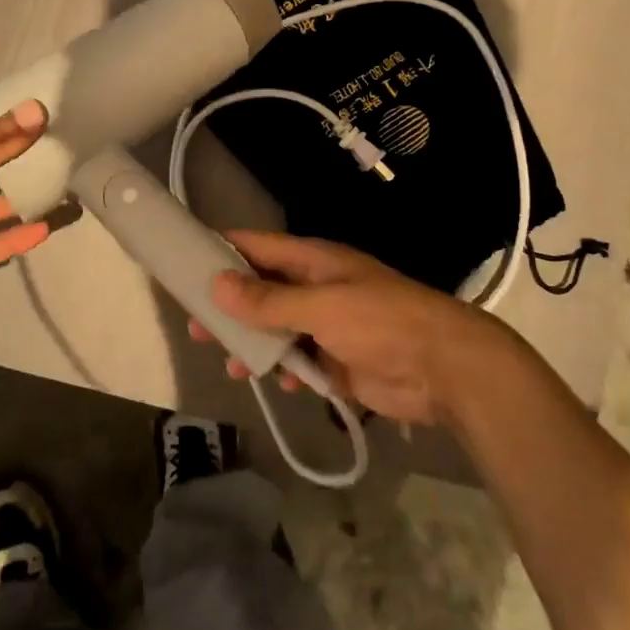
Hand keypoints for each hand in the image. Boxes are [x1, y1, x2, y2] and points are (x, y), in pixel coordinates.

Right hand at [197, 231, 511, 425]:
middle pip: (260, 289)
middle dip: (229, 306)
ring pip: (276, 328)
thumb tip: (217, 284)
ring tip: (227, 363)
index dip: (221, 251)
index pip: (257, 246)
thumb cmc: (382, 323)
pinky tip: (276, 384)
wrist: (445, 369)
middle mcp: (315, 286)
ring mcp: (327, 324)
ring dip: (252, 343)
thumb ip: (269, 300)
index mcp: (313, 260)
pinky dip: (284, 369)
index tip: (185, 263)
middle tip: (194, 326)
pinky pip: (298, 360)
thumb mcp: (322, 306)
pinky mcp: (337, 360)